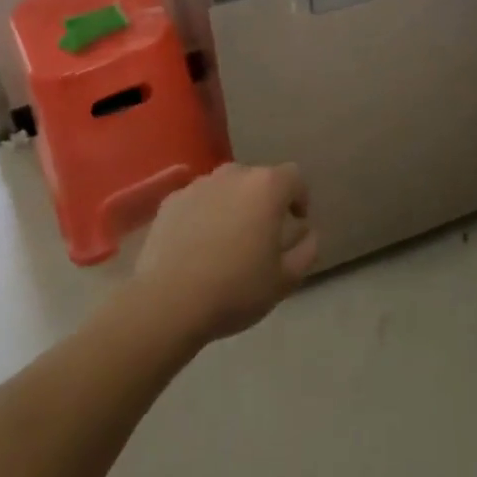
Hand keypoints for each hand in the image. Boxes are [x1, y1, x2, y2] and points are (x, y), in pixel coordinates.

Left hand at [135, 163, 316, 346]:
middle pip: (258, 178)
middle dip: (264, 201)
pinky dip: (203, 214)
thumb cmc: (236, 289)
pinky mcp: (171, 201)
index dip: (299, 197)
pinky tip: (197, 246)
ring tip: (227, 240)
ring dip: (233, 205)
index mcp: (266, 187)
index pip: (294, 177)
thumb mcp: (285, 280)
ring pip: (226, 188)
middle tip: (262, 235)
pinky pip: (198, 200)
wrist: (168, 302)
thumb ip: (307, 250)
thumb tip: (308, 233)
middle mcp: (233, 174)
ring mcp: (199, 184)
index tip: (296, 222)